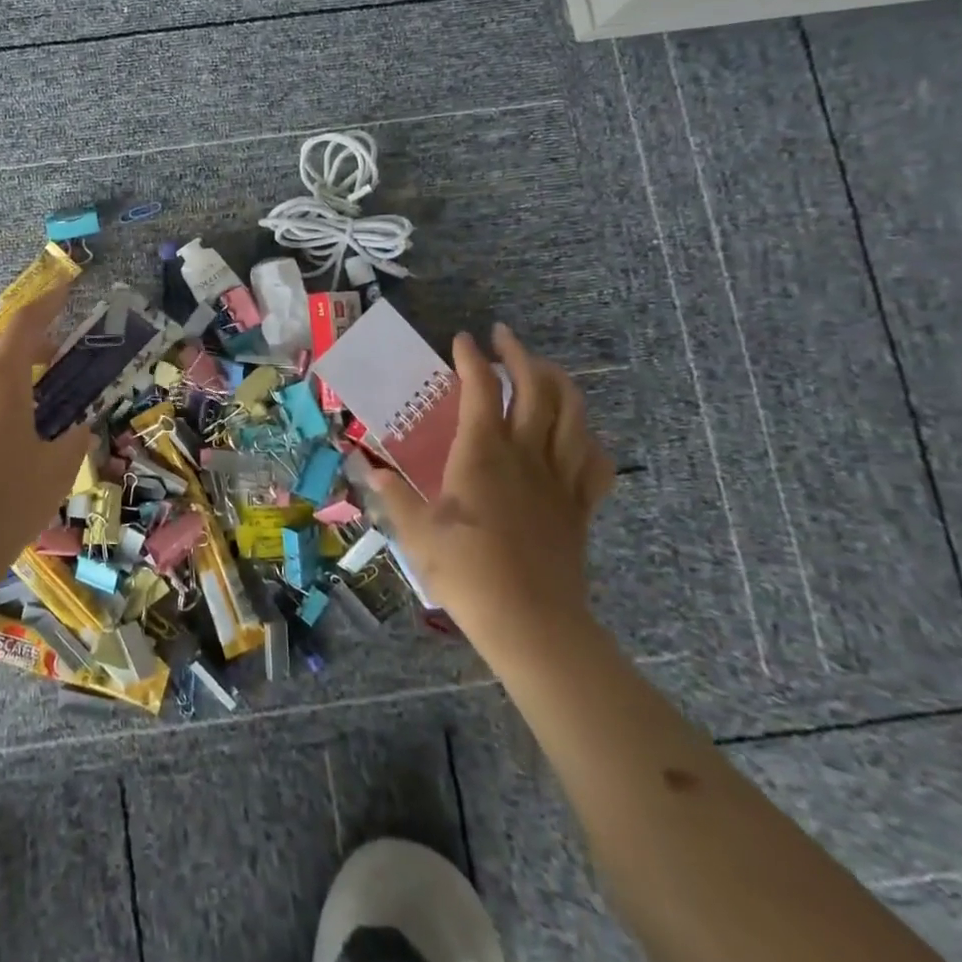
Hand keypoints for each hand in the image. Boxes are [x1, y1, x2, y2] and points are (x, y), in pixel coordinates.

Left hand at [0, 284, 93, 578]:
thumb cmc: (6, 503)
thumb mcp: (57, 469)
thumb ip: (73, 438)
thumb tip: (78, 427)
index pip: (25, 324)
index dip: (48, 302)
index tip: (66, 287)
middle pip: (1, 349)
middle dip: (32, 347)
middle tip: (60, 362)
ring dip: (11, 378)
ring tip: (38, 407)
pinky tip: (8, 438)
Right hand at [369, 324, 616, 667]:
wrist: (531, 623)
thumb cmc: (466, 573)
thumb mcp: (415, 532)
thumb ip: (392, 494)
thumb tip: (367, 467)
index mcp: (481, 454)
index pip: (481, 389)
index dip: (472, 358)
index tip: (461, 340)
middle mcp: (525, 454)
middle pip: (536, 388)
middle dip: (520, 354)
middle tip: (504, 338)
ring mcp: (559, 478)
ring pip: (572, 414)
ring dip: (560, 382)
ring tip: (544, 369)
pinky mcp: (580, 506)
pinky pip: (595, 461)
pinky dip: (588, 437)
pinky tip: (577, 433)